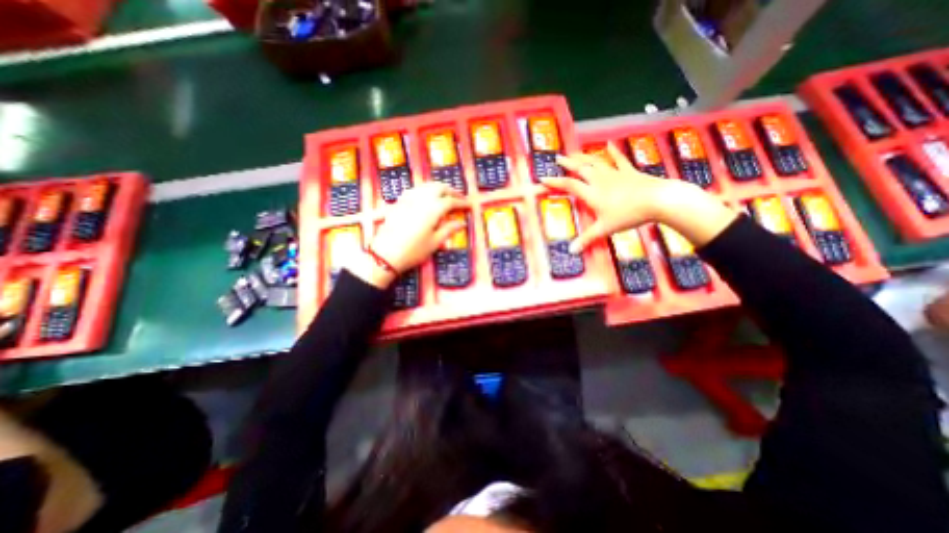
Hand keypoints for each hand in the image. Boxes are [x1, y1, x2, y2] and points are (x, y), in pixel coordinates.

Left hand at [366, 182, 465, 277]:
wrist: (385, 254)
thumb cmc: (413, 251)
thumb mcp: (434, 242)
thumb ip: (448, 229)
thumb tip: (461, 223)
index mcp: (433, 209)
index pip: (450, 201)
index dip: (461, 202)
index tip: (469, 205)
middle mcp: (421, 199)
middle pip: (439, 187)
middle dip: (451, 190)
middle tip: (459, 198)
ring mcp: (408, 199)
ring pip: (426, 185)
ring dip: (438, 188)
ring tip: (445, 196)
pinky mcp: (399, 202)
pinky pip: (415, 189)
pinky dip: (425, 190)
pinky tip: (426, 197)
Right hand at [540, 141, 731, 252]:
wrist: (658, 200)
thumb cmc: (628, 215)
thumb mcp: (605, 229)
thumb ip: (587, 239)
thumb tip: (571, 251)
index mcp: (592, 193)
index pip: (569, 185)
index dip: (554, 182)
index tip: (542, 178)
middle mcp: (600, 180)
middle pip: (580, 169)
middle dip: (568, 163)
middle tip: (558, 158)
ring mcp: (615, 173)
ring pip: (595, 162)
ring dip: (584, 157)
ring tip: (575, 152)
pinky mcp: (629, 171)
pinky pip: (618, 160)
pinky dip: (613, 152)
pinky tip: (608, 144)